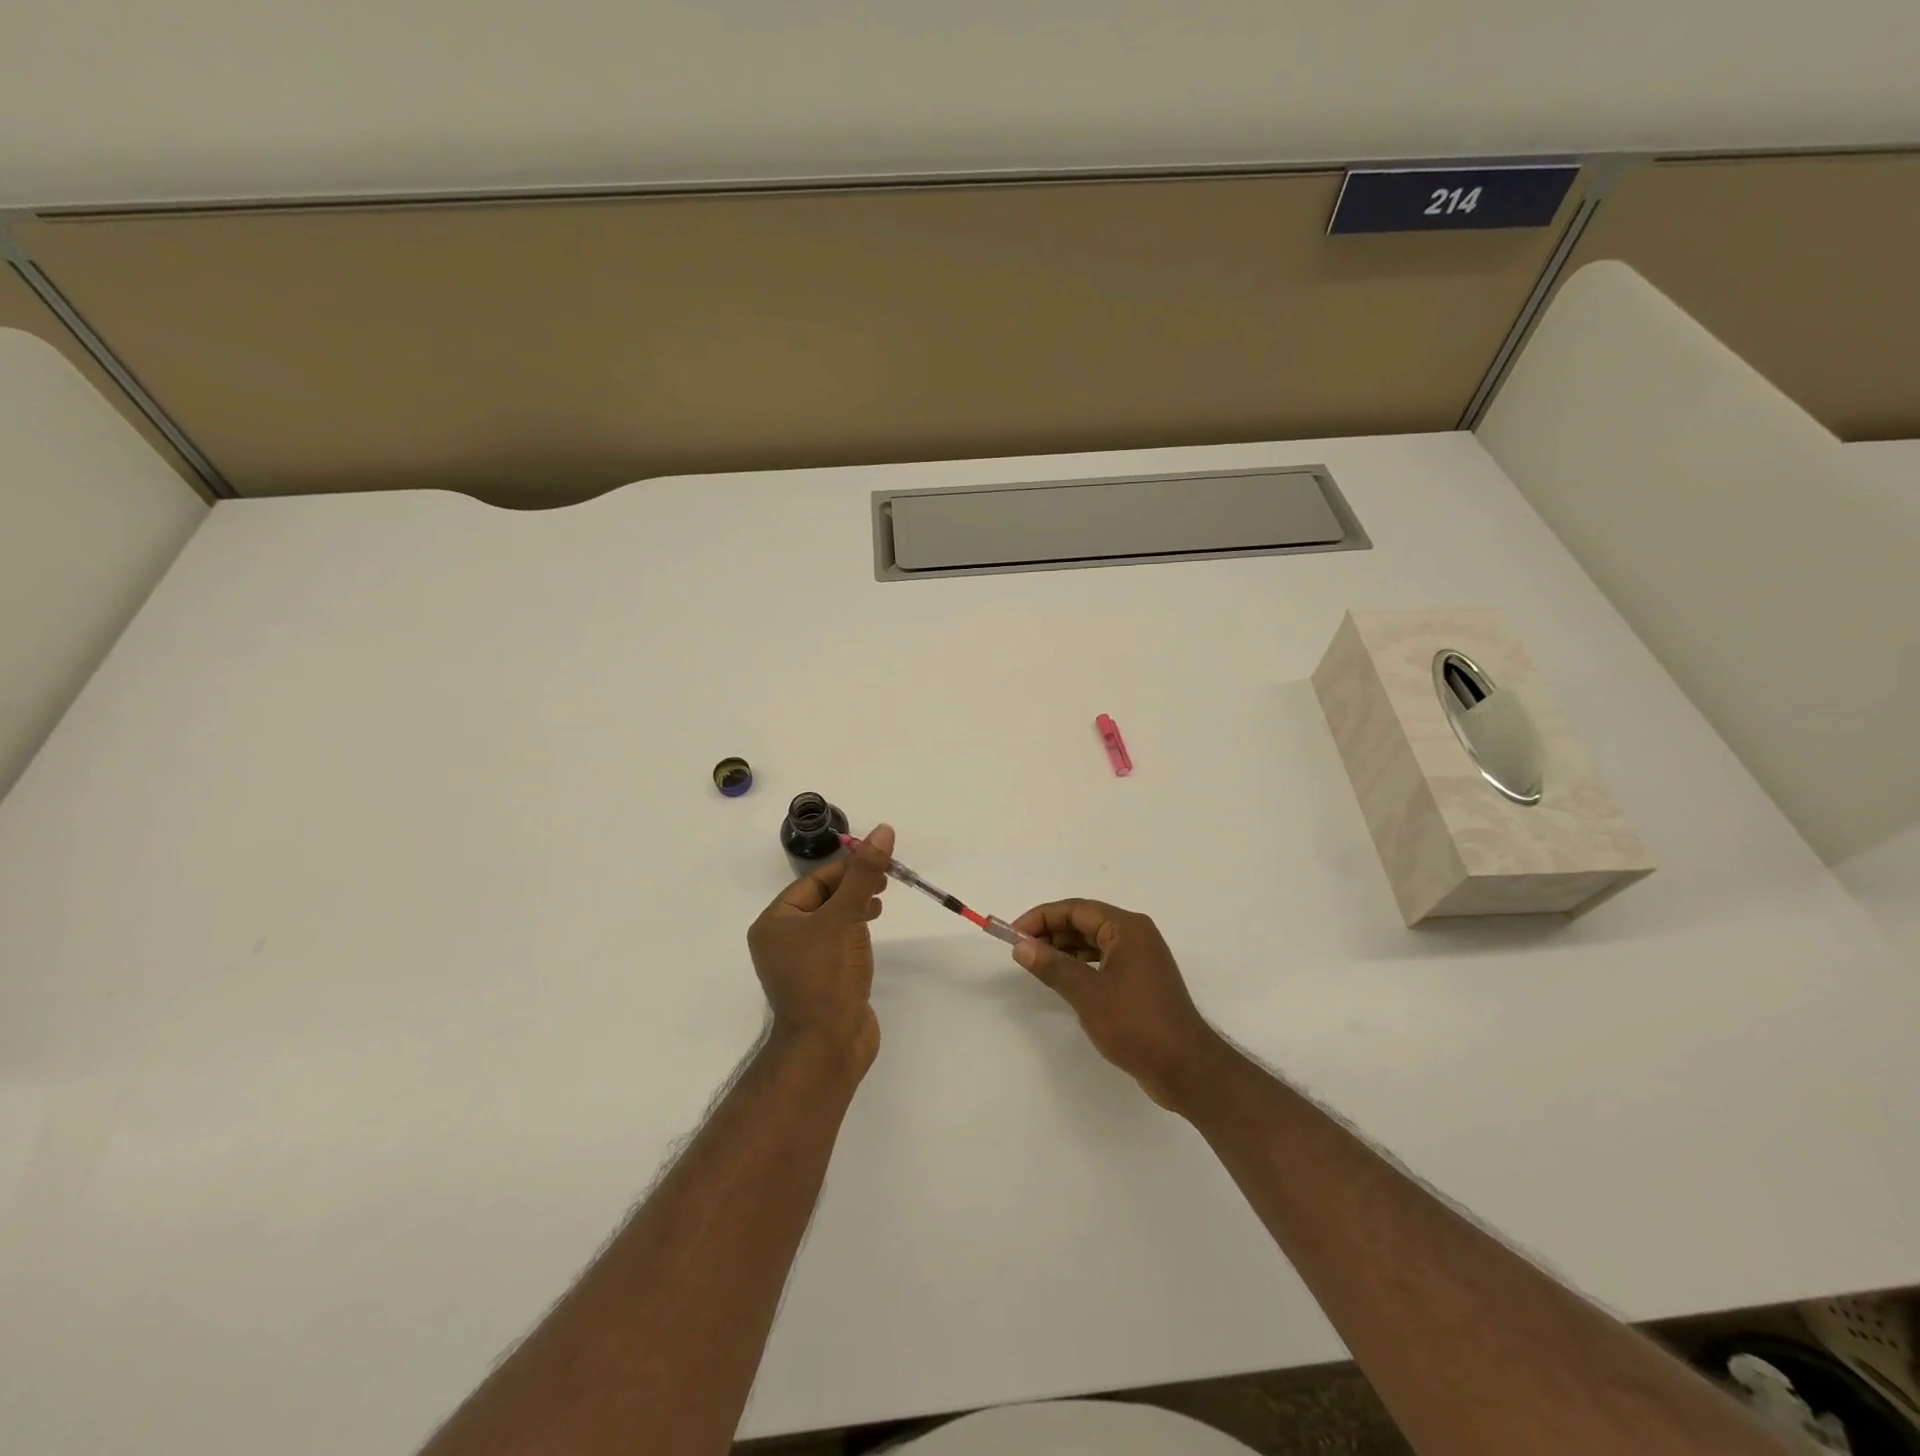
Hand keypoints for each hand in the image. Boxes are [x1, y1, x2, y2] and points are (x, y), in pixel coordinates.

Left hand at [748, 823, 892, 1074]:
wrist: (828, 1043)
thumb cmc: (827, 974)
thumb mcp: (846, 915)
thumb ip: (865, 874)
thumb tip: (882, 830)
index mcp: (774, 922)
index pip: (813, 881)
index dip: (847, 868)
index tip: (880, 862)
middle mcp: (781, 941)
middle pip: (821, 899)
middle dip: (853, 887)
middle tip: (886, 881)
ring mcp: (800, 964)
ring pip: (831, 922)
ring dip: (856, 907)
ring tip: (881, 903)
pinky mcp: (820, 981)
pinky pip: (837, 945)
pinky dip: (854, 932)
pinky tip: (871, 931)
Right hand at [1011, 900, 1227, 1110]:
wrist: (1185, 1068)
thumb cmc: (1136, 1023)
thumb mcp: (1087, 993)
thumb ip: (1052, 966)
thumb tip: (1021, 946)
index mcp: (1127, 928)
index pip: (1076, 909)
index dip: (1041, 918)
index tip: (1013, 934)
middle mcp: (1136, 935)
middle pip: (1085, 922)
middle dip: (1051, 932)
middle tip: (1021, 950)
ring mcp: (1141, 959)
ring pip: (1094, 942)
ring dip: (1064, 949)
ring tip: (1036, 964)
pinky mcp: (1141, 981)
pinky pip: (1104, 961)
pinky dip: (1080, 965)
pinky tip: (1063, 979)